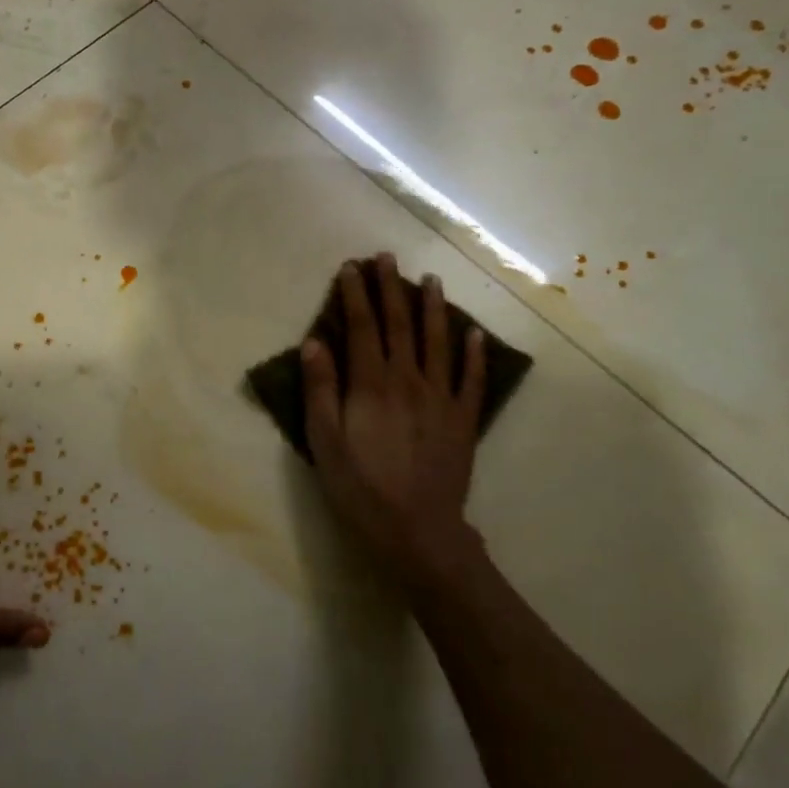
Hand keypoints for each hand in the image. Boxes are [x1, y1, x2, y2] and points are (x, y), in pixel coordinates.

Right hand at [302, 255, 486, 581]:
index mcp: (372, 384)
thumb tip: (314, 342)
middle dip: (391, 288)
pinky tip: (475, 333)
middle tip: (388, 258)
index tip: (351, 267)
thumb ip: (320, 390)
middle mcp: (408, 380)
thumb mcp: (325, 442)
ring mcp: (441, 398)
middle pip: (399, 325)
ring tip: (430, 280)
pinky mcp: (463, 419)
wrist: (418, 529)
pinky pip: (471, 378)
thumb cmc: (361, 488)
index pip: (361, 327)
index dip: (355, 295)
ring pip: (438, 342)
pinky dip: (474, 353)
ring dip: (432, 308)